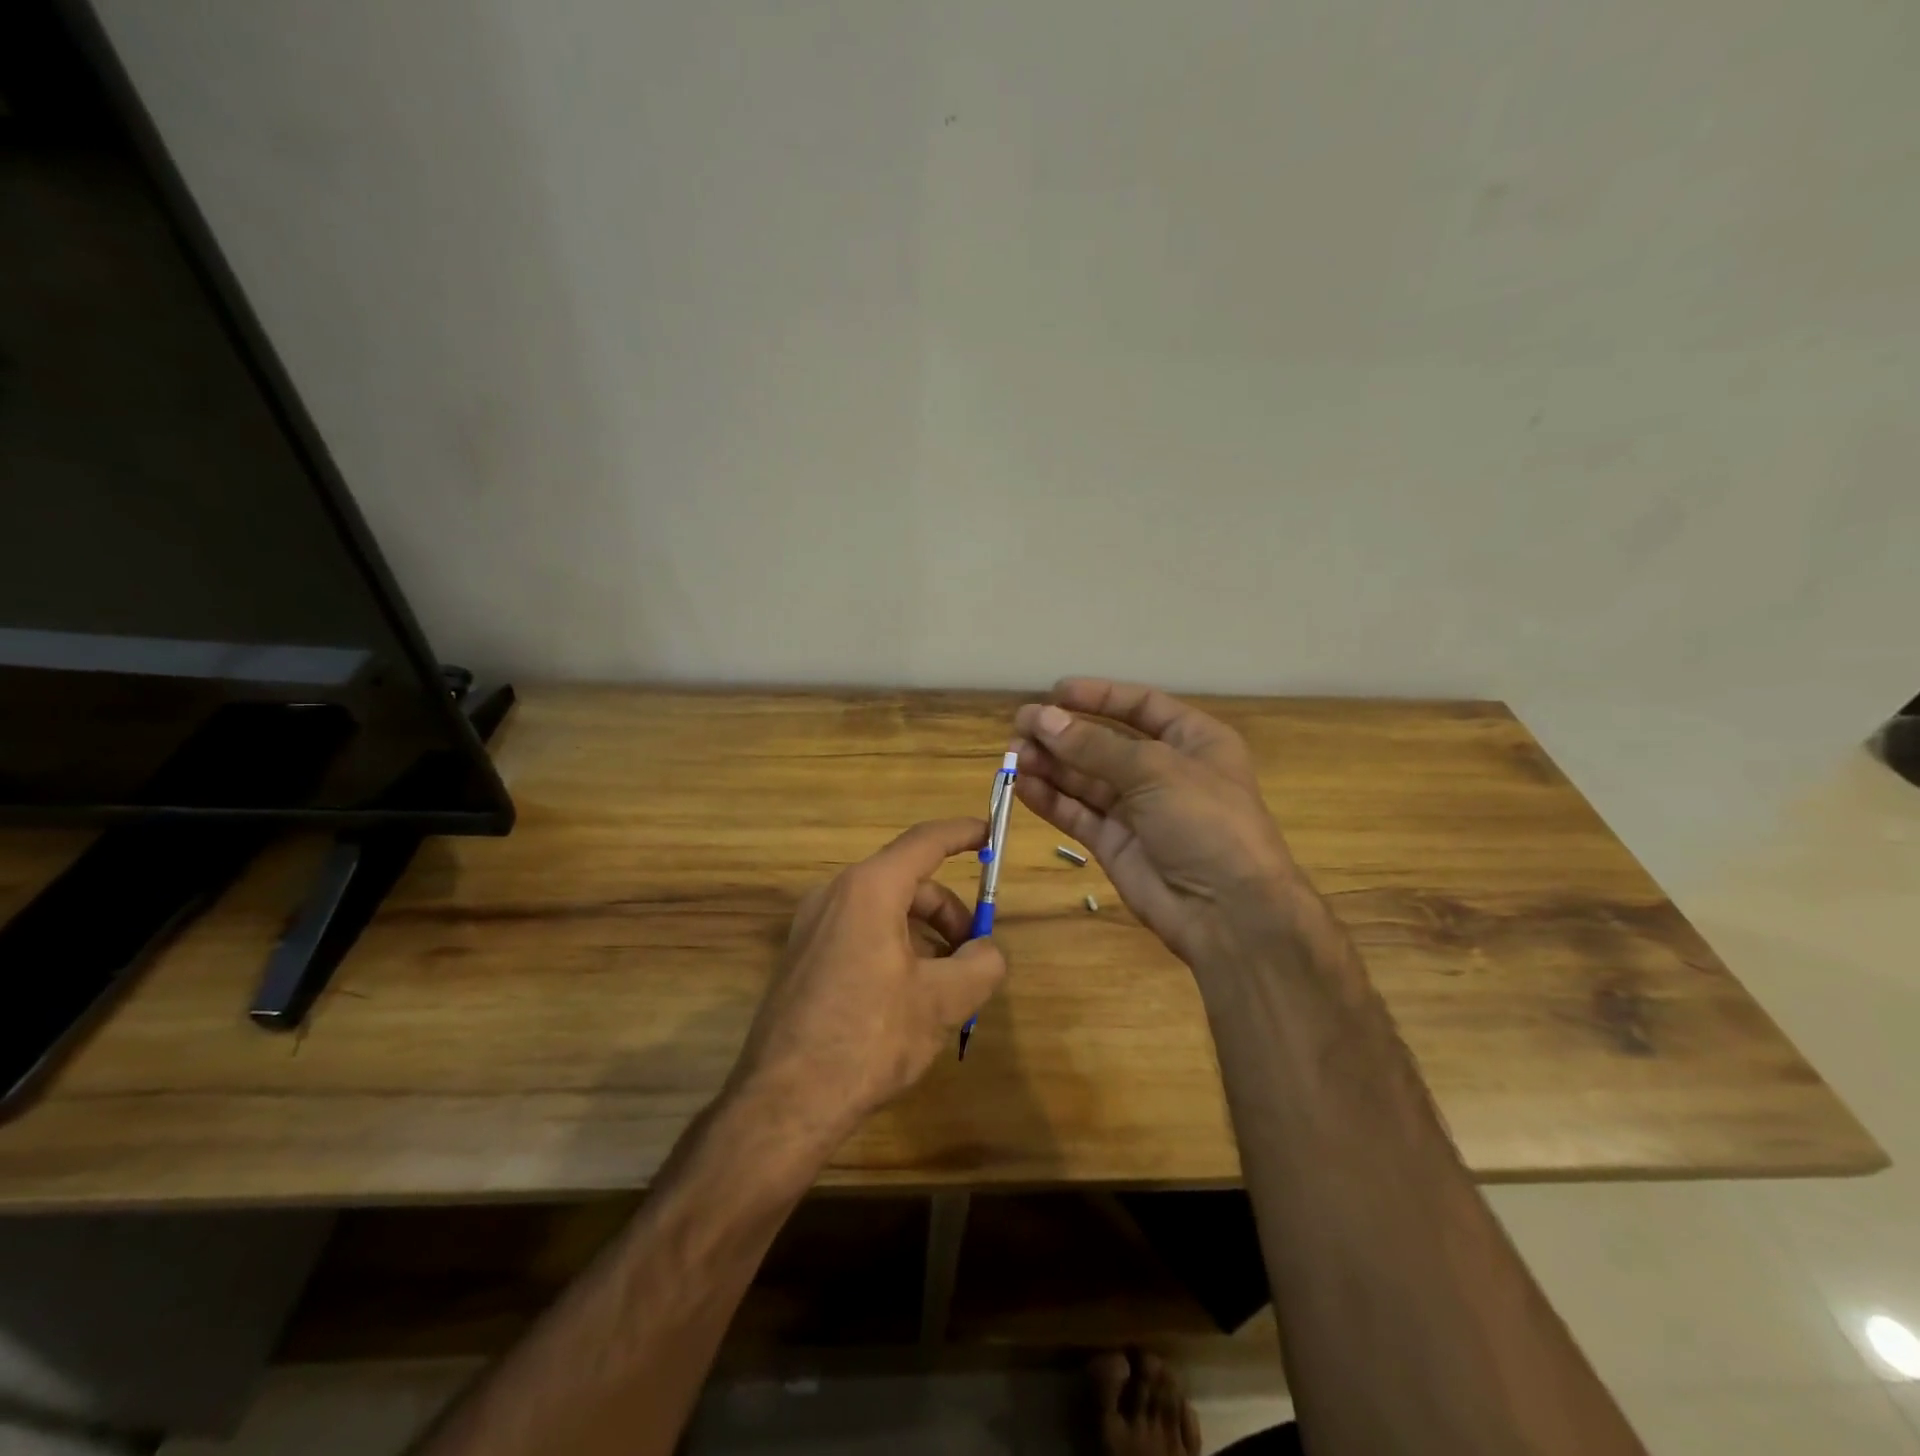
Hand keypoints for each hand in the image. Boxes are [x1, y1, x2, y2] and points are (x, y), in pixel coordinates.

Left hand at [729, 817, 1008, 1144]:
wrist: (784, 1102)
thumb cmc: (869, 1038)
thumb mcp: (942, 1001)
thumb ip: (982, 964)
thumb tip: (988, 951)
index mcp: (869, 890)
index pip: (924, 842)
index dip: (962, 833)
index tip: (989, 831)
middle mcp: (834, 895)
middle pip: (907, 882)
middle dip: (948, 911)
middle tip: (976, 952)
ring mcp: (811, 926)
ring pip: (884, 911)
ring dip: (924, 934)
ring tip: (947, 984)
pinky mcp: (802, 957)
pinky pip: (860, 933)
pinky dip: (895, 947)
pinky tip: (909, 995)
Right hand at [1013, 678, 1308, 967]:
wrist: (1229, 912)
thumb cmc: (1206, 822)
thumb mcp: (1155, 770)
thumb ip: (1094, 746)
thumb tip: (1042, 717)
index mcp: (1193, 741)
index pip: (1140, 706)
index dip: (1098, 696)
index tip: (1054, 693)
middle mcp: (1164, 771)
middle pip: (1105, 742)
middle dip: (1064, 733)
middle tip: (1020, 726)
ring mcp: (1138, 810)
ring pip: (1085, 779)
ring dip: (1050, 764)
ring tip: (1013, 755)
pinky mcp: (1115, 844)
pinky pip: (1077, 813)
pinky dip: (1050, 799)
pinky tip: (1022, 785)